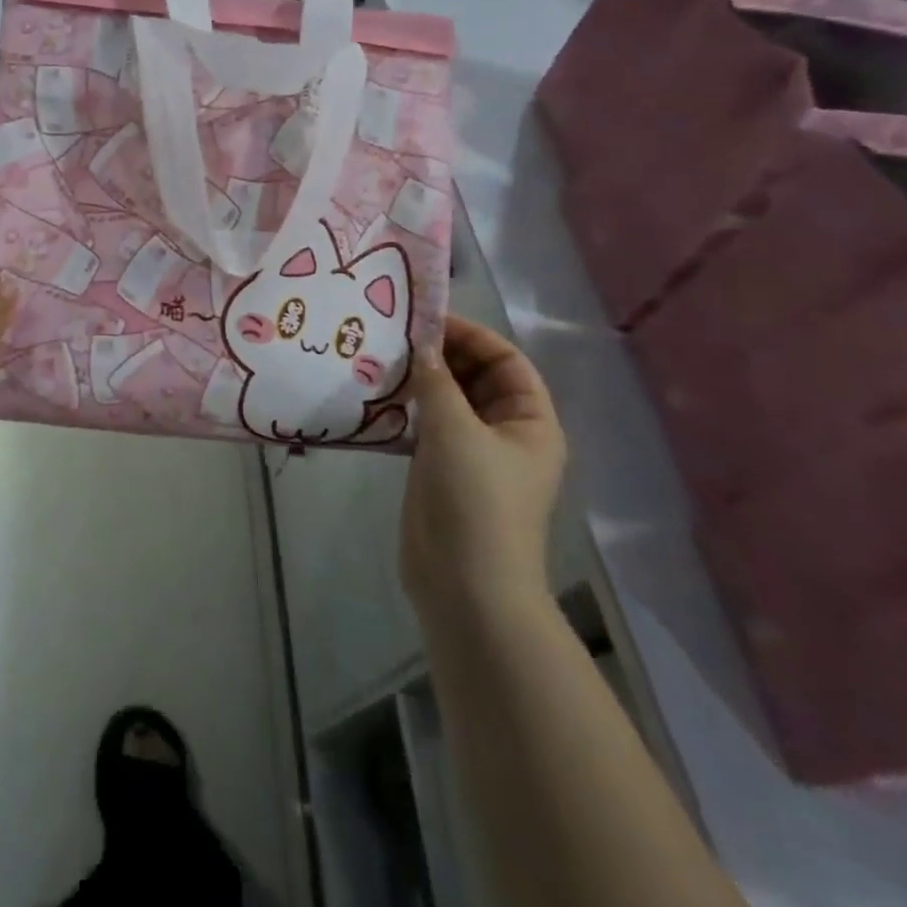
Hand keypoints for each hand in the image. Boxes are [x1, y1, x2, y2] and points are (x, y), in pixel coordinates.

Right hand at [401, 316, 565, 621]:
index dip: (472, 336)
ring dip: (420, 380)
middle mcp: (505, 433)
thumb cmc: (475, 501)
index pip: (506, 361)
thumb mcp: (456, 431)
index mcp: (530, 422)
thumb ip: (436, 382)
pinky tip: (377, 393)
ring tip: (381, 356)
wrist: (464, 586)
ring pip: (448, 401)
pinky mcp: (440, 471)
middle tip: (396, 335)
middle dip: (442, 354)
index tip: (427, 319)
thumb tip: (420, 346)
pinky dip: (406, 407)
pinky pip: (426, 425)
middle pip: (476, 378)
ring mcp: (472, 453)